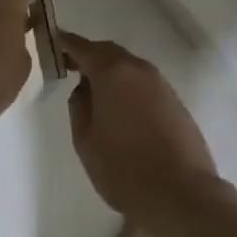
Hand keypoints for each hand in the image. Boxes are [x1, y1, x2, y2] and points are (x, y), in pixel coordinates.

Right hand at [63, 31, 218, 223]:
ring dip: (111, 73)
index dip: (67, 43)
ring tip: (96, 93)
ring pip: (129, 67)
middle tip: (71, 68)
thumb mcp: (86, 141)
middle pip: (109, 52)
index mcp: (113, 72)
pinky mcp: (175, 102)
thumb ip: (79, 106)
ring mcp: (161, 84)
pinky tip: (123, 110)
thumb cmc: (125, 169)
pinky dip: (129, 87)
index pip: (83, 47)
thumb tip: (84, 88)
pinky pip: (145, 84)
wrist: (182, 195)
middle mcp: (138, 69)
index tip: (54, 41)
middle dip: (90, 56)